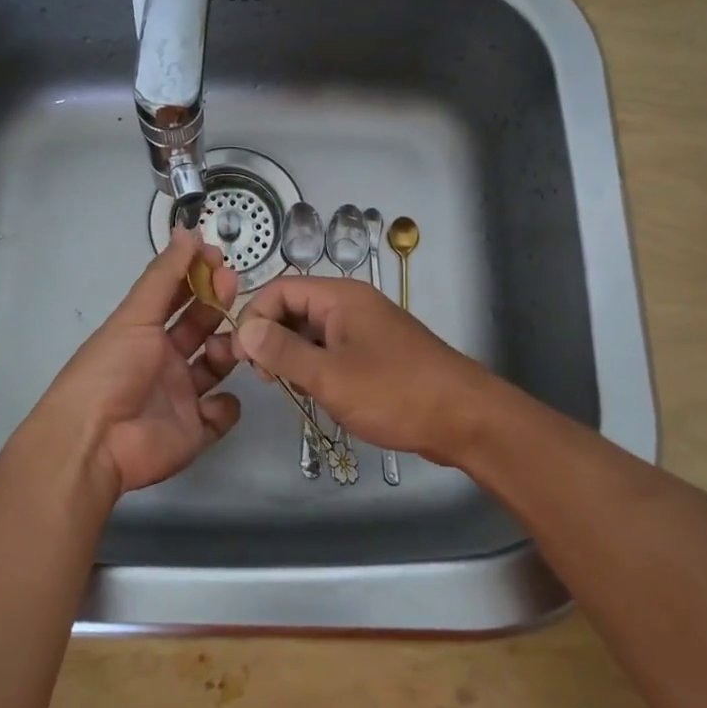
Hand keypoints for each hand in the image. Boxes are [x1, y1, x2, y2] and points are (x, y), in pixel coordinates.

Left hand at [20, 232, 242, 496]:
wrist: (96, 440)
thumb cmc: (111, 369)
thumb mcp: (135, 315)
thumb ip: (164, 275)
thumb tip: (187, 231)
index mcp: (145, 332)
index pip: (177, 296)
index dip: (196, 276)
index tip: (217, 257)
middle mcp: (164, 360)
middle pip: (200, 326)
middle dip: (217, 304)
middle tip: (233, 286)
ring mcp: (181, 395)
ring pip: (217, 365)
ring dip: (229, 350)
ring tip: (230, 346)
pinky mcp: (195, 430)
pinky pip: (223, 413)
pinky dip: (226, 406)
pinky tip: (217, 398)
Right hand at [233, 276, 500, 468]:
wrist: (465, 418)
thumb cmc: (395, 392)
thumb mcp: (329, 375)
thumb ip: (282, 352)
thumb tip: (244, 329)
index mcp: (340, 297)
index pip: (279, 289)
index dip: (254, 318)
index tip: (240, 357)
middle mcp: (352, 304)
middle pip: (295, 309)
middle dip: (273, 340)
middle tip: (267, 379)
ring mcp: (366, 329)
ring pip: (313, 333)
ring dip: (295, 358)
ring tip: (294, 391)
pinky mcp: (377, 353)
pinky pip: (334, 351)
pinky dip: (319, 368)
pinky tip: (320, 395)